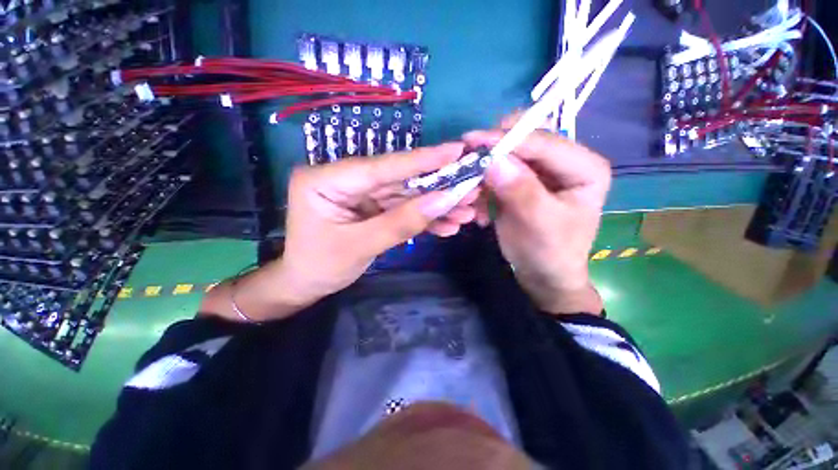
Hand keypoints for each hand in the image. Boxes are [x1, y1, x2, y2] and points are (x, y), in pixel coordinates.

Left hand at [280, 143, 481, 302]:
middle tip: (472, 186)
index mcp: (326, 180)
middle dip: (437, 187)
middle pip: (399, 179)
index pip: (382, 167)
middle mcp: (345, 179)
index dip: (422, 159)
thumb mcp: (361, 247)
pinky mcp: (372, 206)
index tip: (457, 150)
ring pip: (405, 195)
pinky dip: (424, 218)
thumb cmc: (321, 266)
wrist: (306, 284)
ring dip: (437, 205)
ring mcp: (360, 193)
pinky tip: (447, 225)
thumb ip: (402, 222)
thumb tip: (444, 199)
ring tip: (467, 212)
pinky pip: (402, 208)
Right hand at [464, 125, 610, 314]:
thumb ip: (520, 191)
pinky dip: (484, 184)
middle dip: (494, 151)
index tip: (471, 140)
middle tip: (468, 163)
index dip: (506, 139)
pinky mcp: (522, 181)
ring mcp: (541, 170)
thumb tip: (493, 160)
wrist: (543, 274)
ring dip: (485, 170)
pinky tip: (480, 205)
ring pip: (507, 154)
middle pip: (524, 141)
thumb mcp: (540, 224)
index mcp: (584, 167)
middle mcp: (564, 162)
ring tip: (473, 195)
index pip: (543, 142)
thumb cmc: (550, 253)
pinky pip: (497, 171)